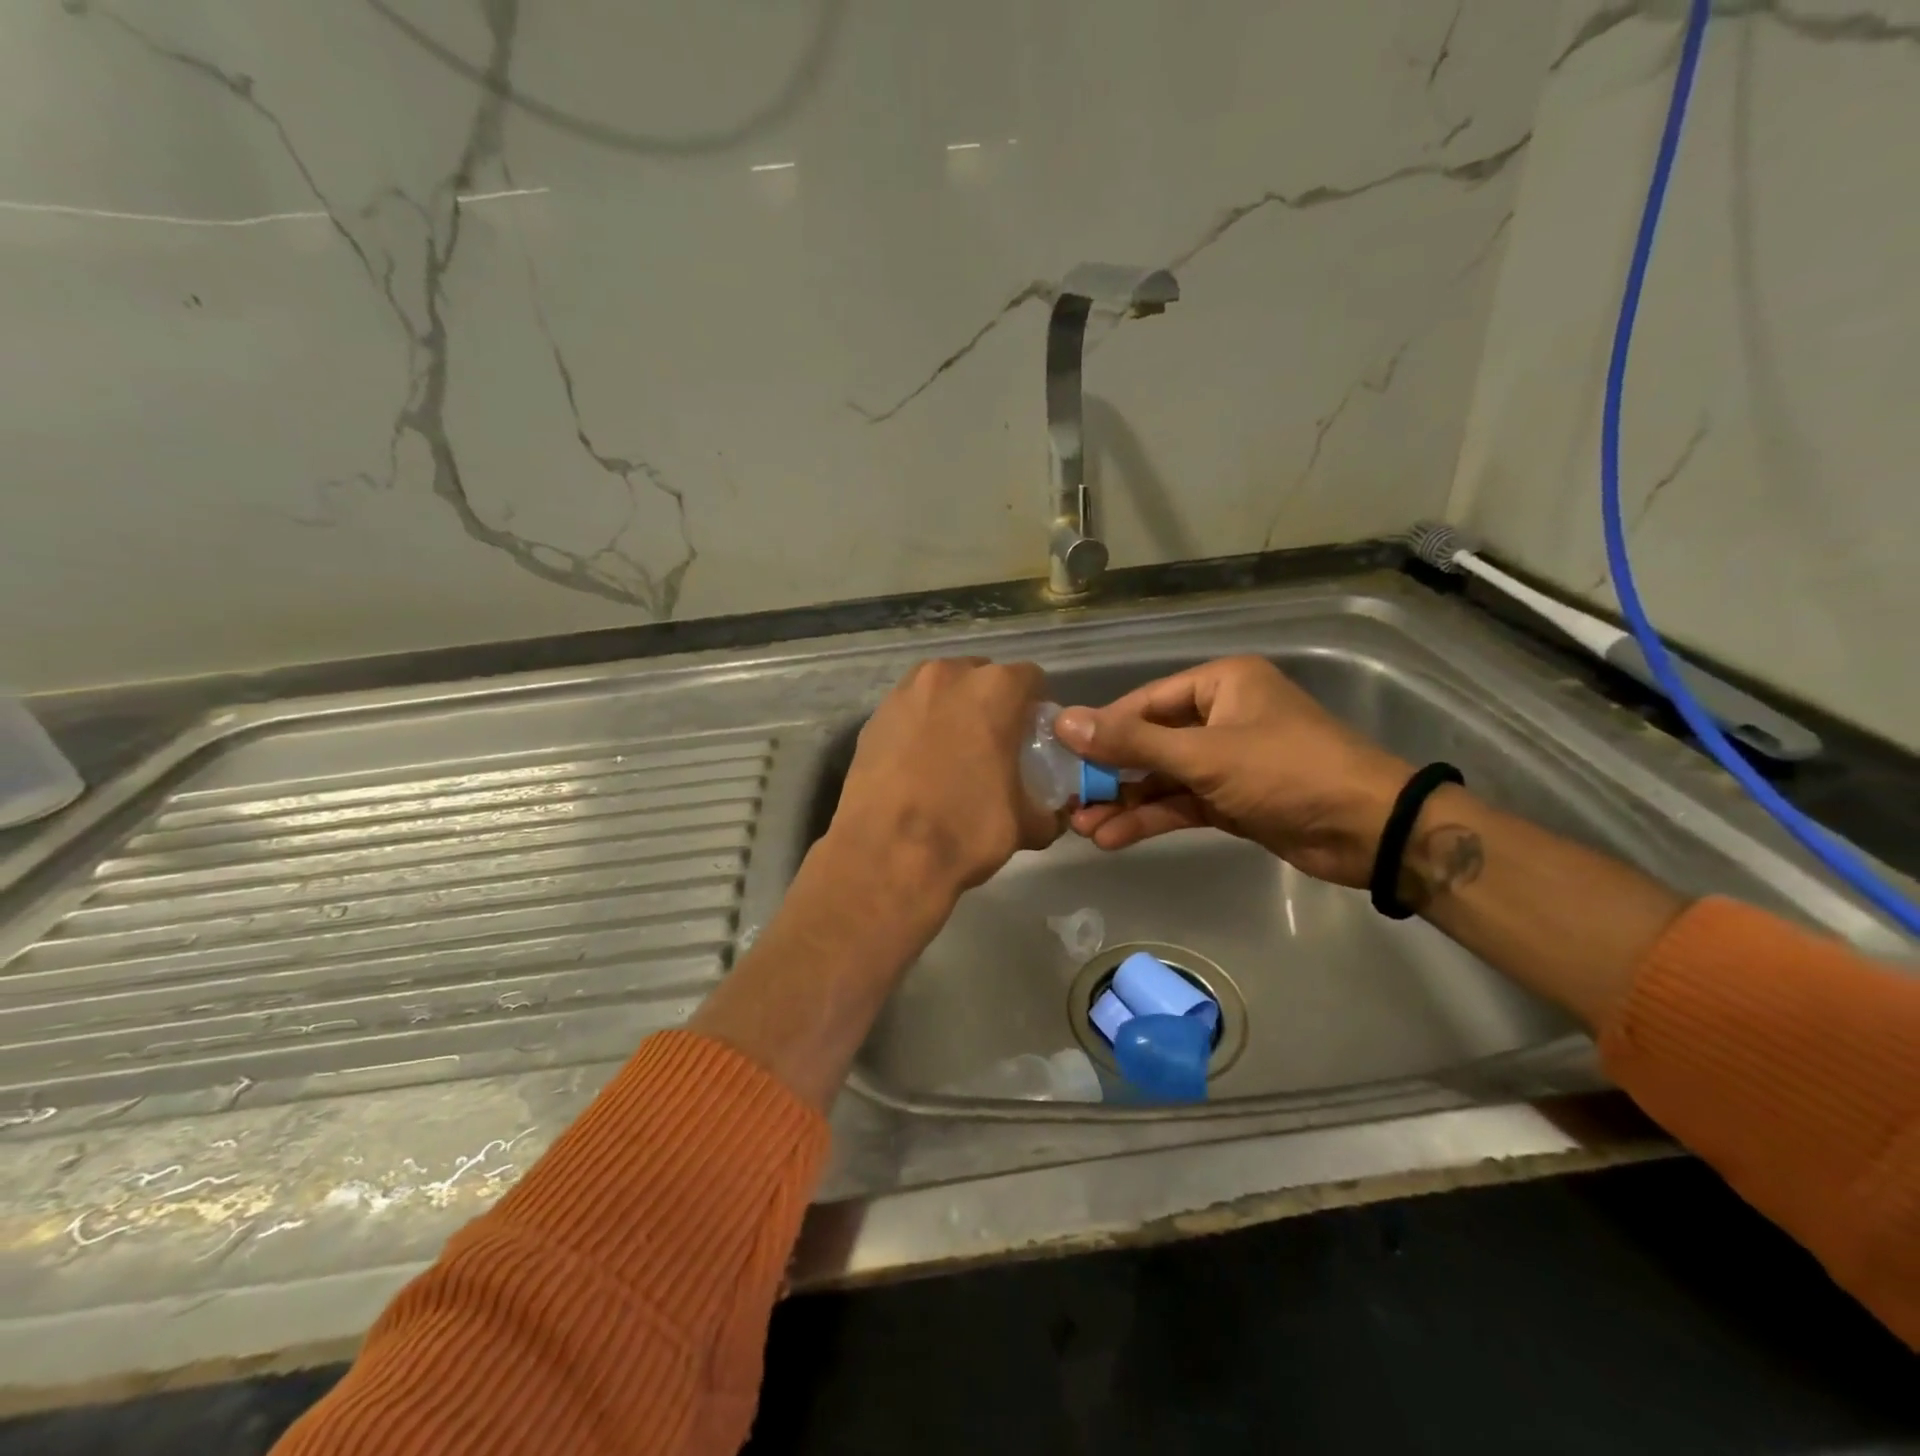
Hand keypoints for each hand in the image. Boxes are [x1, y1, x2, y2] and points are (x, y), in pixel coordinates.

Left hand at [821, 657, 1061, 917]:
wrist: (887, 854)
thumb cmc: (966, 829)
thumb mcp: (1025, 825)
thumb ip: (1046, 811)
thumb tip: (1050, 815)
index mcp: (995, 689)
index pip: (1030, 679)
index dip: (1035, 707)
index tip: (1033, 736)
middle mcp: (948, 676)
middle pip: (981, 677)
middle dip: (991, 703)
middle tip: (994, 744)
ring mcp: (904, 693)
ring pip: (940, 689)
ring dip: (952, 710)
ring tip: (953, 752)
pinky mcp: (873, 718)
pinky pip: (908, 712)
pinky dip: (918, 727)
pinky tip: (919, 764)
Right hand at [1054, 656, 1412, 887]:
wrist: (1368, 830)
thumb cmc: (1287, 772)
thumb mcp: (1204, 755)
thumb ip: (1132, 743)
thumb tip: (1064, 722)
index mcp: (1220, 684)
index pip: (1145, 702)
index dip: (1103, 728)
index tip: (1062, 753)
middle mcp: (1220, 716)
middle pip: (1150, 742)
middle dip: (1110, 773)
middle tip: (1068, 799)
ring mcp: (1227, 761)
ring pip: (1162, 778)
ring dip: (1125, 802)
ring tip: (1081, 827)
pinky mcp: (1232, 799)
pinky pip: (1181, 803)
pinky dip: (1151, 819)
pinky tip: (1113, 838)